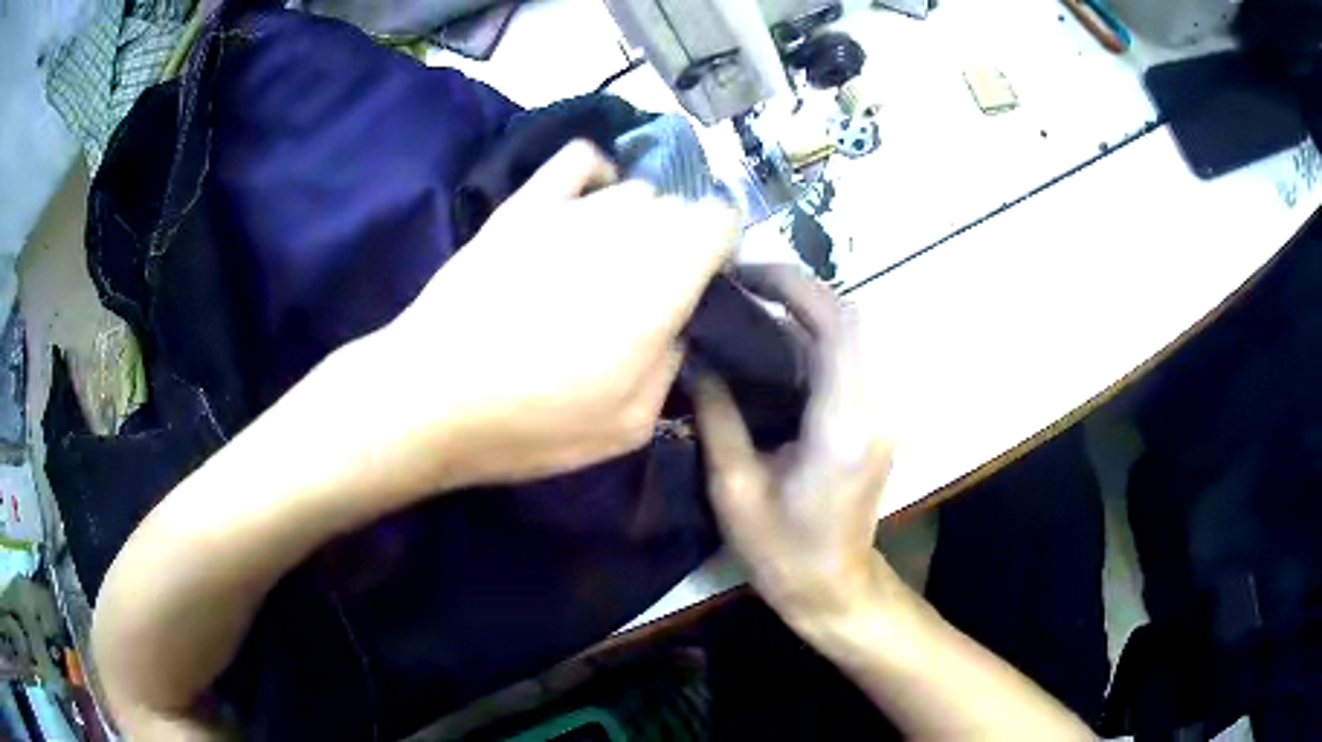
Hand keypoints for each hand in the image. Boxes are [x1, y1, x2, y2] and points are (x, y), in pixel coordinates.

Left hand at [373, 140, 738, 488]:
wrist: (434, 395)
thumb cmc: (534, 422)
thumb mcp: (631, 425)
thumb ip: (671, 365)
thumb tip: (674, 328)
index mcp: (664, 280)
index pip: (721, 222)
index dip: (720, 249)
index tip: (702, 285)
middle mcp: (627, 229)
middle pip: (678, 206)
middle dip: (679, 240)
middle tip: (649, 289)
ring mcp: (572, 209)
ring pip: (633, 189)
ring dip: (637, 220)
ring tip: (607, 260)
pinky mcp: (525, 204)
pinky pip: (579, 159)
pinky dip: (595, 173)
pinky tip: (586, 202)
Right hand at [693, 265, 894, 626]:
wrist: (835, 587)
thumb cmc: (782, 552)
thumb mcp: (734, 490)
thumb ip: (717, 417)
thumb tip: (695, 359)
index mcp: (843, 428)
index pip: (836, 328)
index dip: (794, 287)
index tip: (746, 273)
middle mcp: (876, 410)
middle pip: (856, 317)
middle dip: (803, 288)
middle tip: (747, 283)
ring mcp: (885, 412)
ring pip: (860, 331)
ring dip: (813, 306)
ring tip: (758, 303)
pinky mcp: (880, 416)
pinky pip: (857, 354)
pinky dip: (821, 332)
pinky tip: (780, 339)